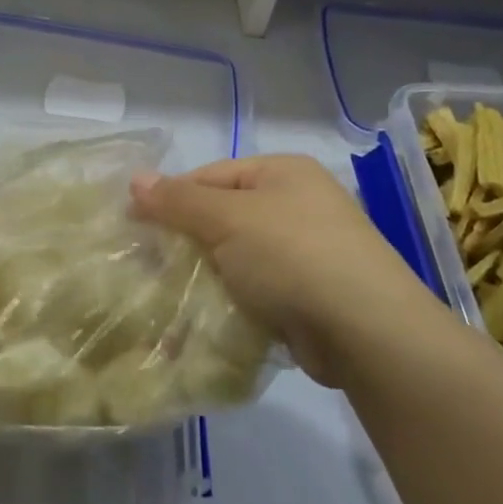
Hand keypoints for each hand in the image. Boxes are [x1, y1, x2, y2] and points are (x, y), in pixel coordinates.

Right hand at [131, 156, 435, 383]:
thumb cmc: (292, 256)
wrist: (367, 331)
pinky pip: (258, 289)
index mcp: (283, 172)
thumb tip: (135, 179)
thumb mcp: (226, 219)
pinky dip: (233, 300)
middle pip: (224, 215)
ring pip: (238, 256)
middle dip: (187, 240)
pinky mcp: (311, 295)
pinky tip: (206, 317)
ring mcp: (309, 251)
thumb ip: (178, 200)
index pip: (211, 175)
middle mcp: (299, 204)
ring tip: (169, 294)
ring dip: (207, 274)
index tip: (135, 226)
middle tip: (148, 265)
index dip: (171, 198)